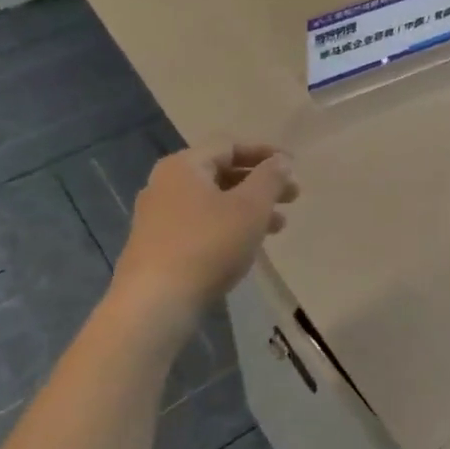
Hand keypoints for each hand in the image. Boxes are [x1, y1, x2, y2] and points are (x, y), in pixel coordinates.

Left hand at [113, 143, 298, 312]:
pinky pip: (201, 224)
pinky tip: (247, 246)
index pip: (230, 146)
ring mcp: (157, 217)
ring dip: (248, 208)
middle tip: (293, 198)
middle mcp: (165, 184)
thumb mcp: (251, 207)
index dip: (265, 153)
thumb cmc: (209, 244)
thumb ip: (270, 178)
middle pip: (221, 173)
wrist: (156, 302)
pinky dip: (228, 226)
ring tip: (279, 226)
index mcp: (184, 165)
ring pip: (213, 202)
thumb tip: (281, 161)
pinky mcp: (157, 246)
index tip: (293, 167)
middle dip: (260, 184)